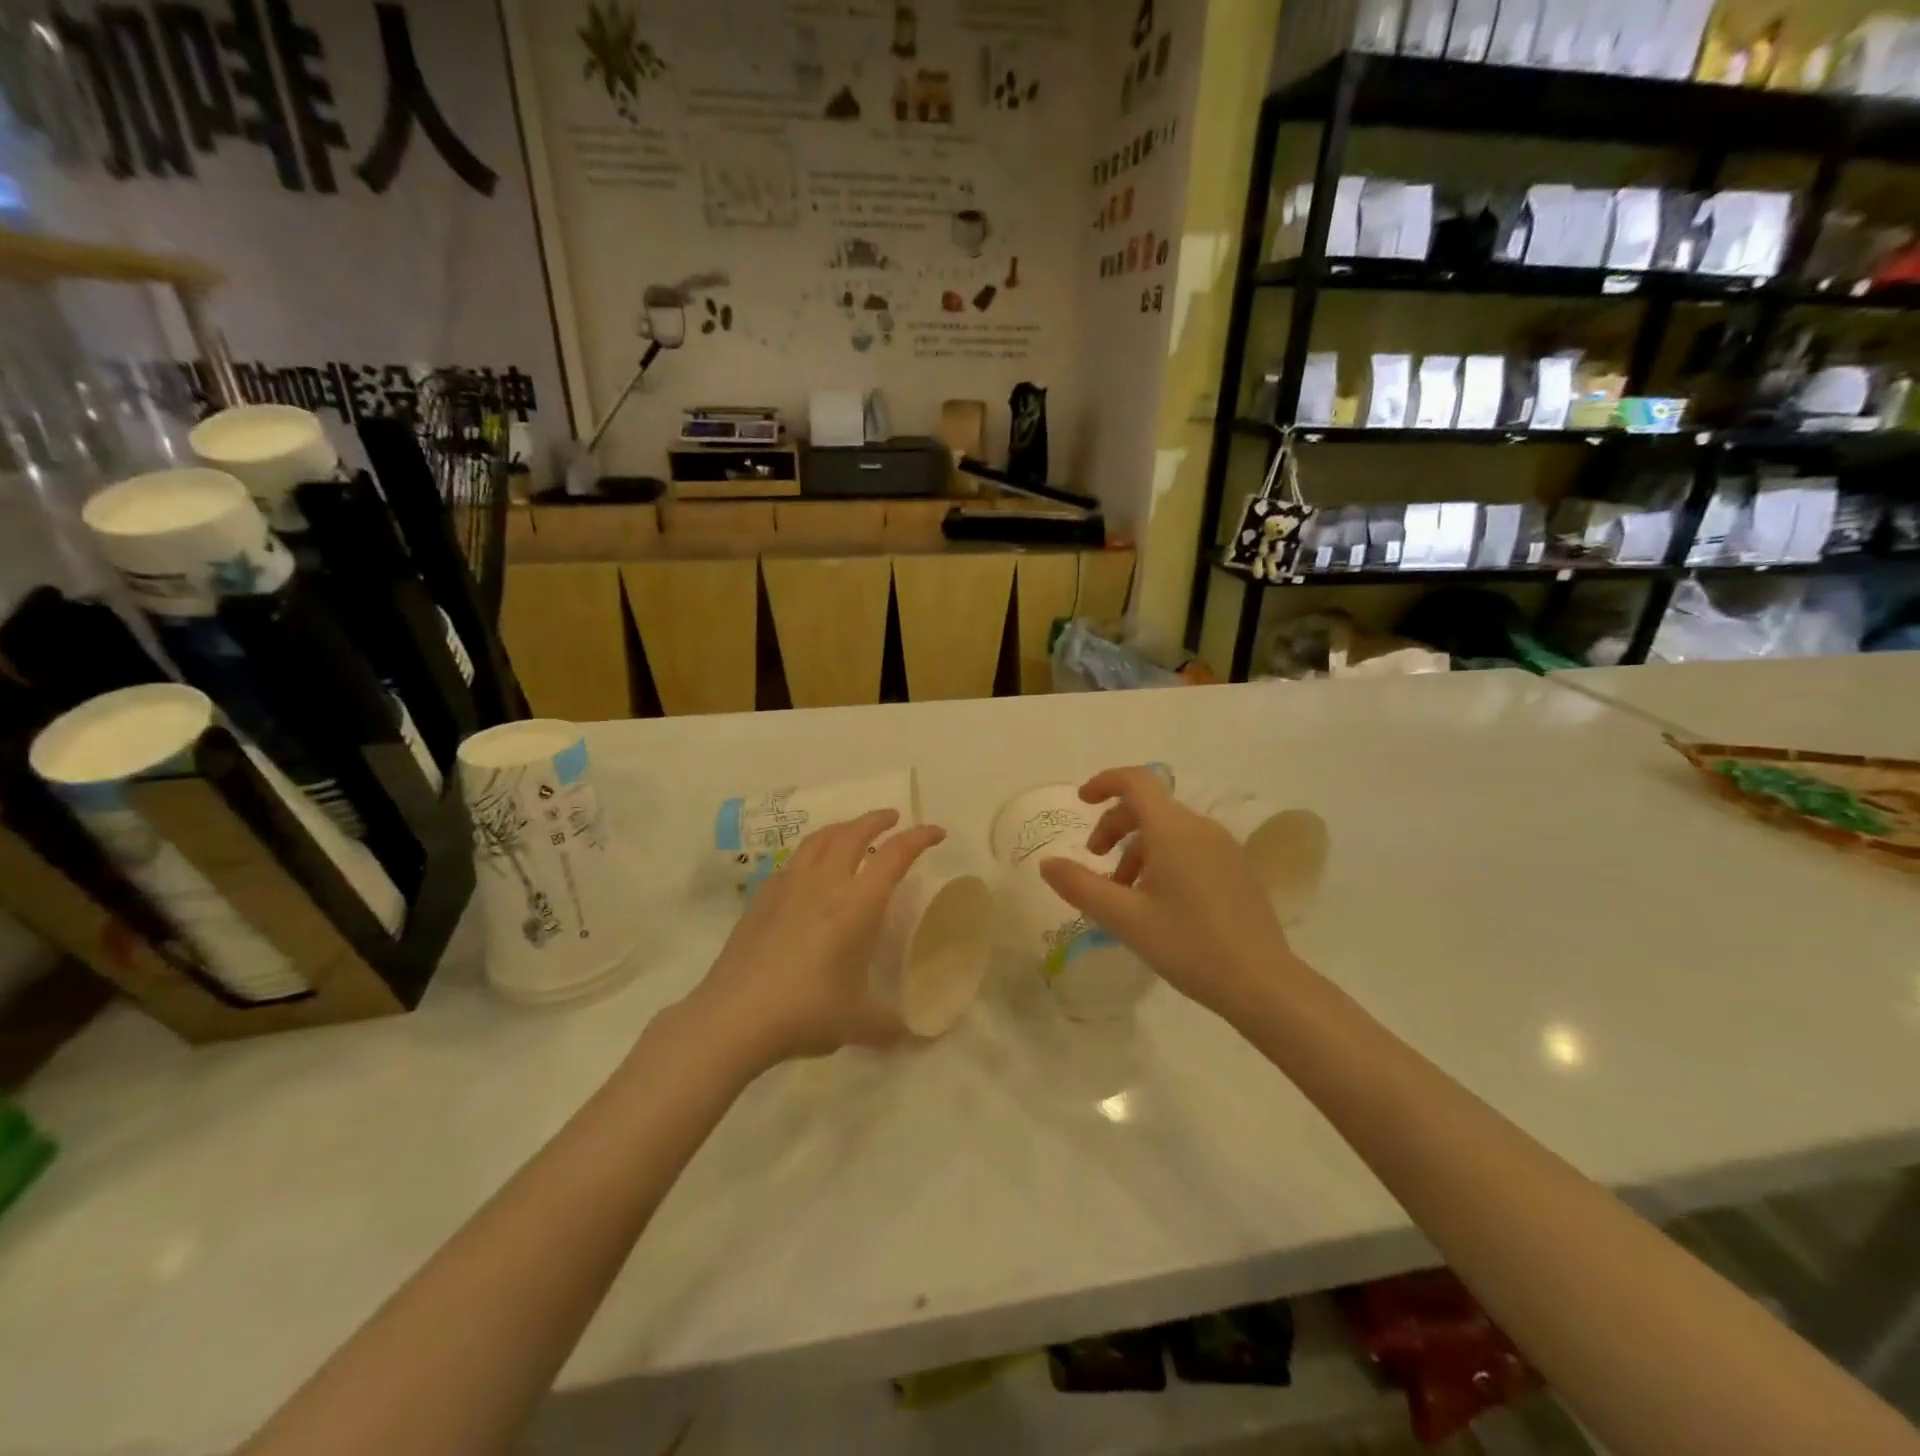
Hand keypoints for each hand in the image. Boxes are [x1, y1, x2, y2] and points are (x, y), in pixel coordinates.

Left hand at [685, 810, 944, 1072]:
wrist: (734, 1017)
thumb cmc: (806, 1012)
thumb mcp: (858, 1023)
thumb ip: (889, 1025)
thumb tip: (911, 1036)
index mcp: (857, 904)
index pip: (895, 855)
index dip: (919, 838)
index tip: (936, 832)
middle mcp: (824, 884)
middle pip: (853, 833)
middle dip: (877, 819)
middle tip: (893, 818)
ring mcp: (788, 886)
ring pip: (819, 839)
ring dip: (842, 828)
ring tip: (852, 832)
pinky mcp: (761, 898)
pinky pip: (792, 862)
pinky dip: (811, 854)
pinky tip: (809, 872)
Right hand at [1039, 768, 1296, 1023]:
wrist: (1263, 983)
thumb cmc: (1189, 945)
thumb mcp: (1125, 919)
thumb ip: (1080, 886)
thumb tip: (1047, 864)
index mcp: (1173, 830)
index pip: (1136, 781)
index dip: (1104, 782)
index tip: (1081, 801)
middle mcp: (1201, 828)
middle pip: (1149, 807)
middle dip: (1114, 825)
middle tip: (1094, 859)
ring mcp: (1224, 847)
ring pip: (1169, 830)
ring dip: (1137, 848)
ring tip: (1123, 892)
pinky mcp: (1237, 869)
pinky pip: (1190, 847)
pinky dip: (1163, 859)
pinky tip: (1157, 901)